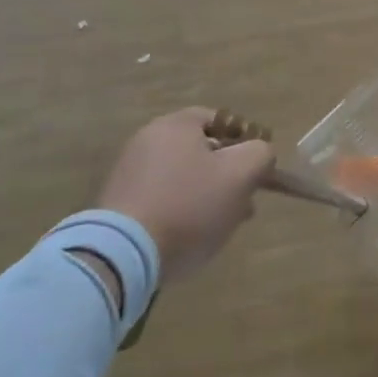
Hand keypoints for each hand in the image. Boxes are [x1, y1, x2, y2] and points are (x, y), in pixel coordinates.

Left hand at [98, 108, 275, 278]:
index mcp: (176, 125)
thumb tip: (259, 153)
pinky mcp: (117, 206)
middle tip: (244, 202)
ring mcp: (128, 174)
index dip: (245, 141)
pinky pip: (161, 200)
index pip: (221, 119)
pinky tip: (191, 236)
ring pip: (183, 178)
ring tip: (221, 225)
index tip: (256, 168)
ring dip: (206, 196)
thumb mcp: (241, 174)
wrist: (121, 257)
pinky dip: (180, 212)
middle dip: (227, 174)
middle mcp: (148, 141)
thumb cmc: (188, 205)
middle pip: (202, 150)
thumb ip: (261, 153)